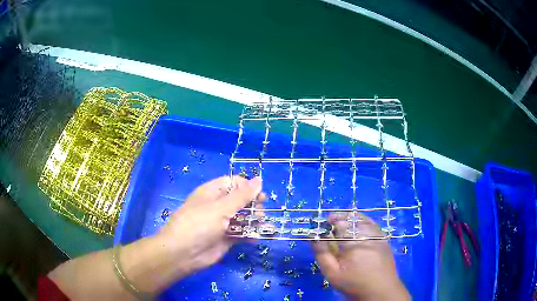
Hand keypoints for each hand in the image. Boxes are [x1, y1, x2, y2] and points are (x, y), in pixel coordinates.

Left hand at [156, 176, 264, 273]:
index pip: (233, 183)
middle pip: (239, 200)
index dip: (247, 187)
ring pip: (241, 218)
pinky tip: (256, 237)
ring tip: (261, 224)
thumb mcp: (220, 208)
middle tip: (261, 212)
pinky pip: (240, 233)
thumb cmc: (199, 225)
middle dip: (252, 205)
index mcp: (212, 193)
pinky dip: (249, 235)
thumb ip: (241, 196)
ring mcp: (221, 223)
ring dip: (253, 220)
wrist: (183, 254)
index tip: (260, 195)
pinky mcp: (225, 239)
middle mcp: (217, 206)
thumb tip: (259, 180)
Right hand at [312, 213, 409, 300]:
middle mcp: (367, 235)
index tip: (322, 223)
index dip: (330, 221)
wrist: (380, 291)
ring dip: (351, 218)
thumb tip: (313, 237)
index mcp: (354, 244)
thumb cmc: (354, 284)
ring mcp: (378, 236)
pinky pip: (372, 224)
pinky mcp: (384, 239)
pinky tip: (357, 223)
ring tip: (342, 220)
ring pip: (363, 220)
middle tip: (330, 221)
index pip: (340, 225)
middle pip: (352, 220)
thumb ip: (322, 254)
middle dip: (339, 218)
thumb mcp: (333, 274)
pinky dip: (363, 221)